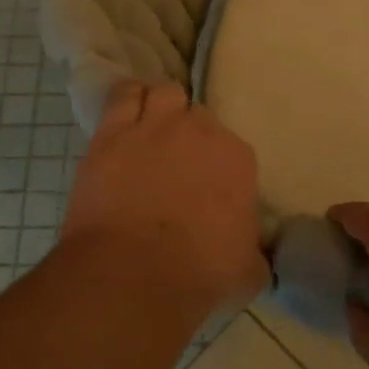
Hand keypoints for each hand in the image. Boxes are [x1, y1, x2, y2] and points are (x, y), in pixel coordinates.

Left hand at [58, 81, 267, 321]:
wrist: (133, 274)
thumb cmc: (198, 274)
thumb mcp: (248, 269)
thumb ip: (255, 251)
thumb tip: (255, 253)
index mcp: (237, 159)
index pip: (231, 149)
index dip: (217, 166)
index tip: (207, 188)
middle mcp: (199, 131)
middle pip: (198, 117)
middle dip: (189, 136)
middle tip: (177, 164)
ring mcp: (154, 126)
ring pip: (164, 94)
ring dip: (162, 107)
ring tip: (152, 129)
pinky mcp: (112, 132)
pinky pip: (123, 96)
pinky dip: (128, 100)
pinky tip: (126, 111)